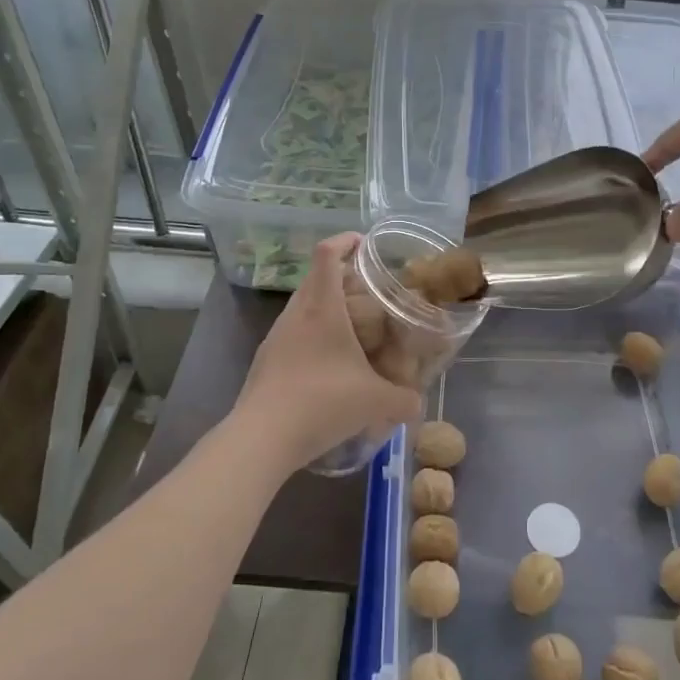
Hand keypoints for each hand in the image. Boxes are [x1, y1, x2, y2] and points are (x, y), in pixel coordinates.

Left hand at [231, 234, 422, 471]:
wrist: (262, 438)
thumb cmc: (322, 402)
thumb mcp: (376, 402)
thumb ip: (404, 399)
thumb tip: (417, 402)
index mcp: (322, 308)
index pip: (326, 254)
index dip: (344, 241)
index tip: (364, 244)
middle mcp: (296, 314)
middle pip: (315, 278)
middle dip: (342, 277)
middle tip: (370, 293)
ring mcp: (276, 337)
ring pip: (303, 307)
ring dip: (326, 309)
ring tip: (353, 330)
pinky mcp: (266, 361)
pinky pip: (293, 334)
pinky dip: (313, 336)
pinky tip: (330, 366)